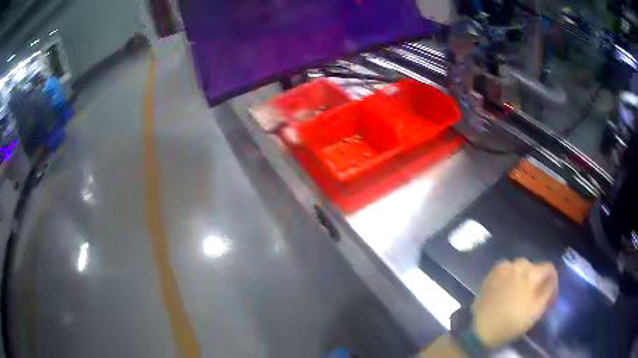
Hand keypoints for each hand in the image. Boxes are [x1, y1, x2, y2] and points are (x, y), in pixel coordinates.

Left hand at [472, 258, 557, 348]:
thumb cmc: (512, 322)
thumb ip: (548, 291)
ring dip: (523, 277)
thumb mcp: (537, 310)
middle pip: (534, 268)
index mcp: (531, 273)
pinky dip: (509, 277)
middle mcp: (517, 265)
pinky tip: (508, 289)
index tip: (551, 296)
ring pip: (519, 267)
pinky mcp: (490, 276)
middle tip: (536, 295)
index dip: (553, 281)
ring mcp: (502, 269)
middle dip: (538, 280)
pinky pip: (505, 270)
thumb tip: (550, 282)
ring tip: (521, 293)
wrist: (482, 330)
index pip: (549, 268)